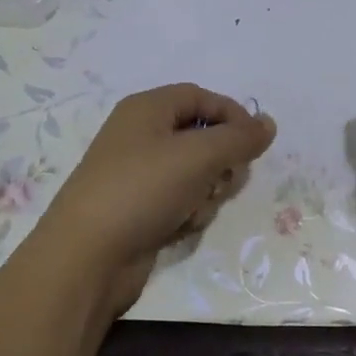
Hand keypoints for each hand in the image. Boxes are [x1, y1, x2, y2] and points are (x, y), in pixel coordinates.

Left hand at [28, 84, 276, 320]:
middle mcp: (141, 136)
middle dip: (221, 161)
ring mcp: (139, 175)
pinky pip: (180, 201)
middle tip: (224, 179)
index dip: (232, 115)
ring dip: (206, 192)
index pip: (201, 97)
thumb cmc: (143, 190)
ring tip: (194, 209)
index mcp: (147, 109)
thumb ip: (240, 137)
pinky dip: (187, 213)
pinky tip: (177, 228)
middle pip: (201, 136)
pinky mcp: (140, 209)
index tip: (256, 143)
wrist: (87, 257)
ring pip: (196, 173)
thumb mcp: (199, 156)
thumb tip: (268, 123)